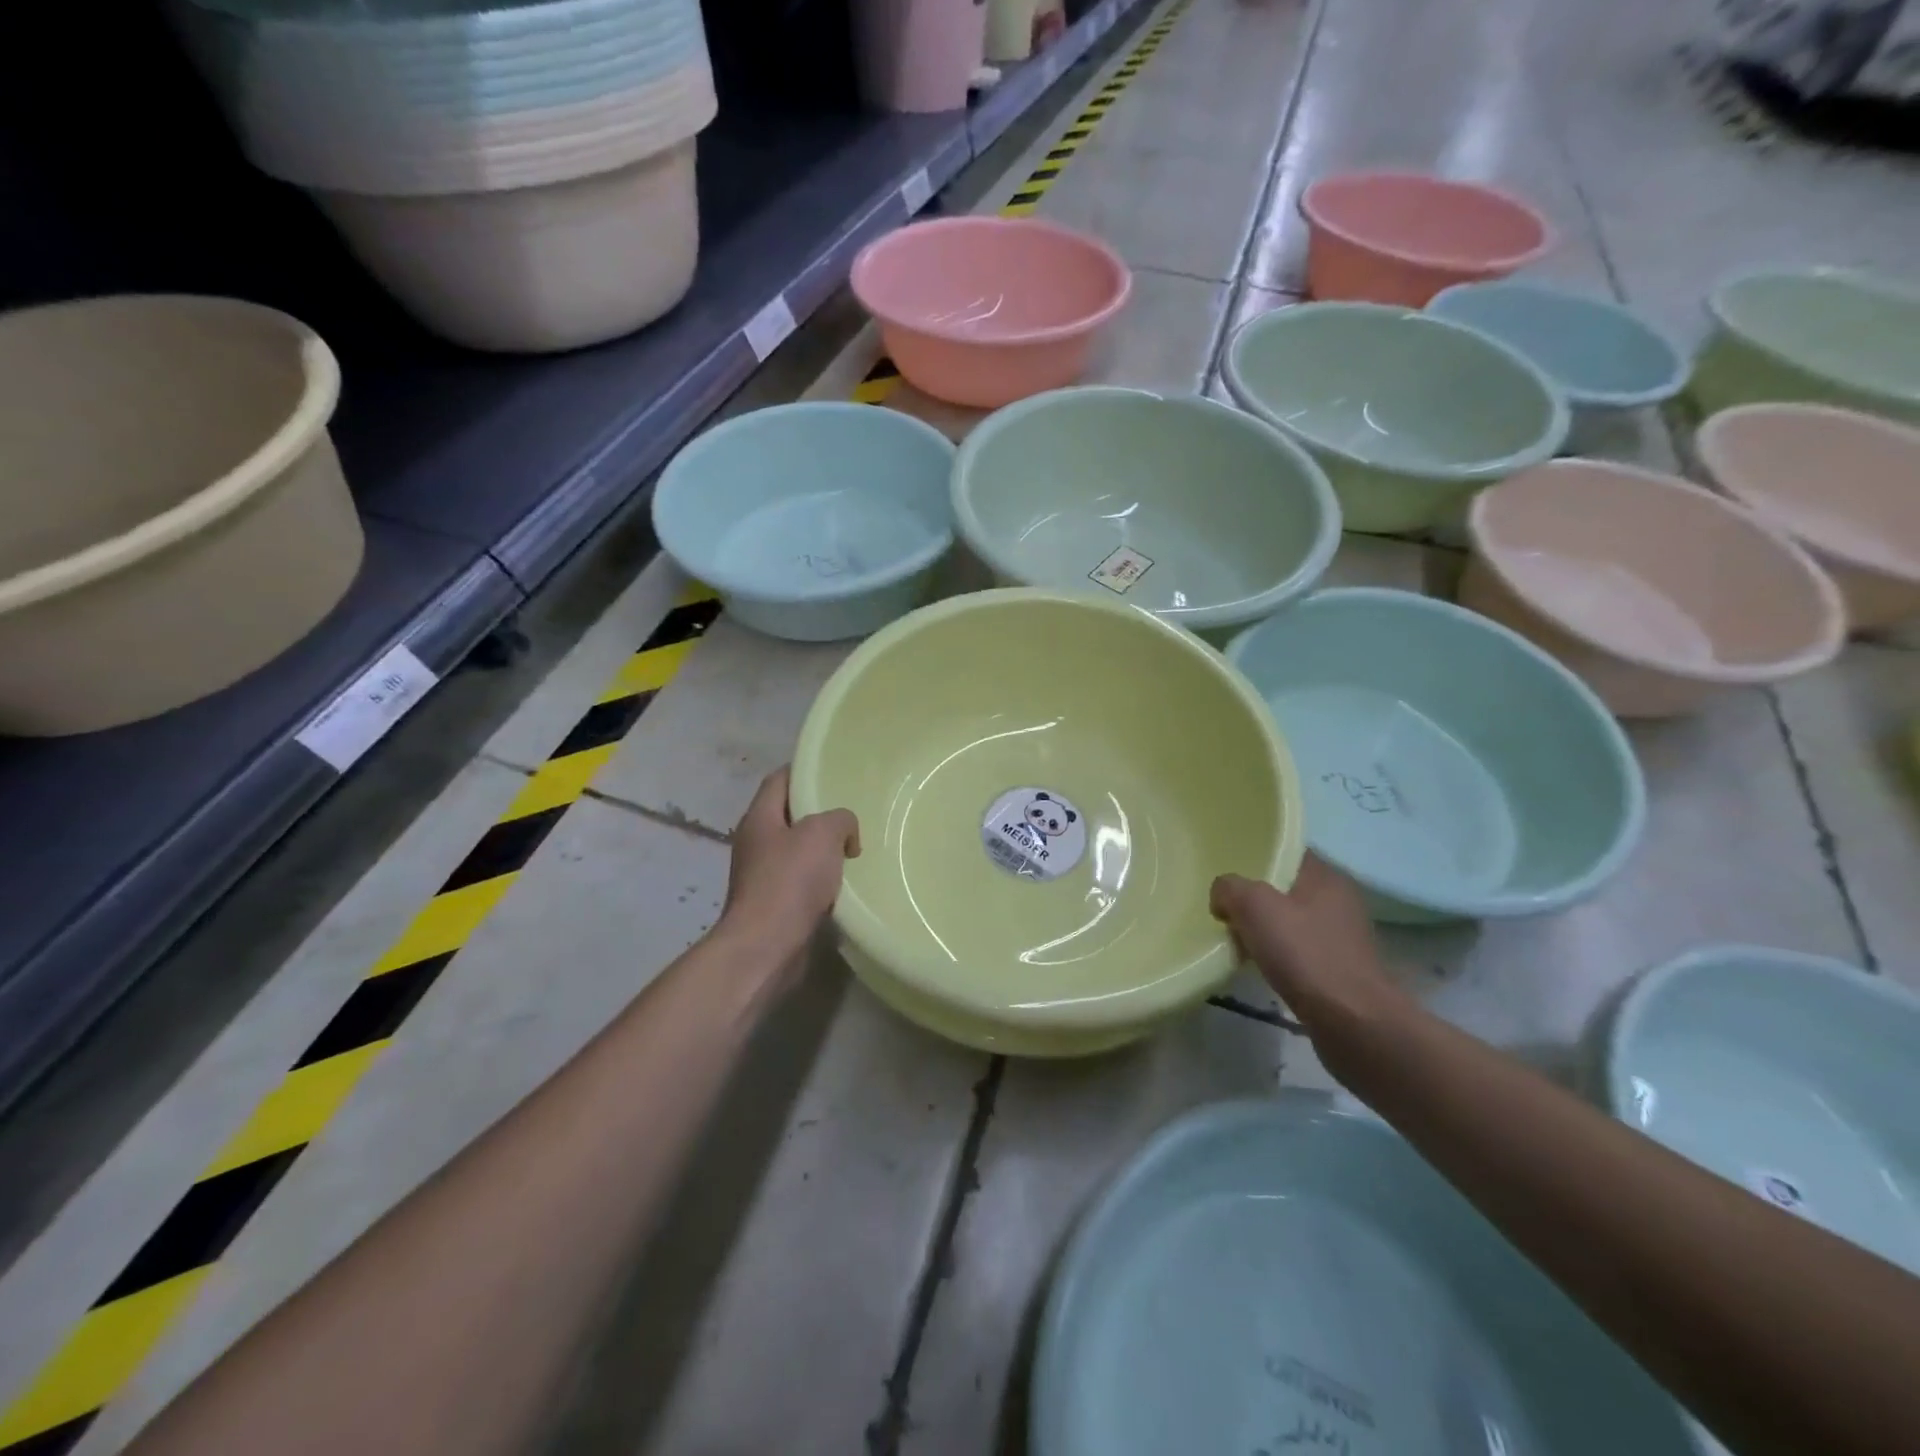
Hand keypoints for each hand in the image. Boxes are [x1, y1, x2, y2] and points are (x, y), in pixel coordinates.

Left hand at [721, 767, 860, 952]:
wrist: (767, 947)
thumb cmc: (790, 881)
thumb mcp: (822, 834)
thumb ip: (840, 819)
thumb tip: (845, 832)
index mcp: (759, 818)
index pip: (779, 780)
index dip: (804, 772)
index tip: (833, 772)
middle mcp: (756, 843)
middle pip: (790, 816)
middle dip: (820, 815)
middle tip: (852, 814)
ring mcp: (762, 876)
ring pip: (798, 852)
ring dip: (823, 851)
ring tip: (855, 849)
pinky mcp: (774, 905)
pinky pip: (802, 882)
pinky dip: (822, 881)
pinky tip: (845, 885)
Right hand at [1210, 854, 1399, 1029]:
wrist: (1353, 1023)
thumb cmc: (1305, 954)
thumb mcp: (1254, 906)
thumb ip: (1230, 888)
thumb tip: (1223, 895)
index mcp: (1327, 877)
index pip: (1287, 852)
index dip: (1256, 856)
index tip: (1227, 870)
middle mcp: (1340, 901)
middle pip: (1286, 887)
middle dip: (1255, 896)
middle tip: (1223, 906)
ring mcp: (1342, 937)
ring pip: (1291, 920)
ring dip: (1265, 928)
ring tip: (1235, 938)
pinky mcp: (1339, 970)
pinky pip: (1299, 950)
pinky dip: (1278, 954)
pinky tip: (1258, 965)